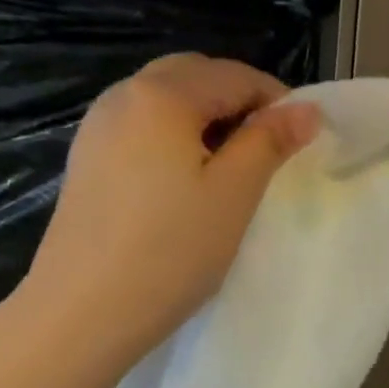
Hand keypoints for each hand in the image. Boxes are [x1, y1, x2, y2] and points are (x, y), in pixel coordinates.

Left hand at [22, 54, 319, 355]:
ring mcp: (97, 127)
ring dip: (205, 117)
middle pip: (194, 76)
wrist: (81, 312)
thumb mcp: (234, 193)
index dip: (276, 100)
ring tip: (229, 166)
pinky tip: (184, 180)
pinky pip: (141, 126)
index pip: (234, 75)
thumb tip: (307, 109)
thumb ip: (270, 141)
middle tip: (267, 148)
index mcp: (162, 94)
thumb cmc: (170, 250)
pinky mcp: (86, 159)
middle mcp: (123, 95)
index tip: (301, 139)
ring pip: (164, 100)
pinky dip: (173, 135)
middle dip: (238, 101)